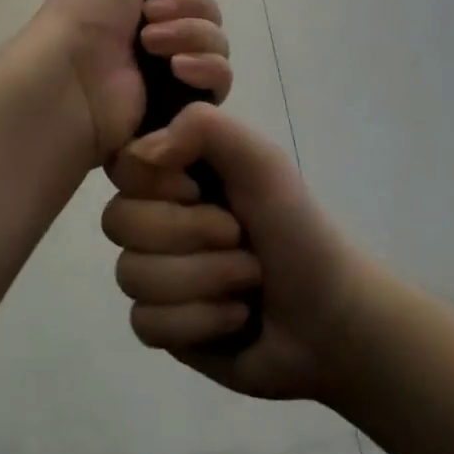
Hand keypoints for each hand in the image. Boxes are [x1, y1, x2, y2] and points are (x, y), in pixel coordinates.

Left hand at [28, 0, 231, 170]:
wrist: (71, 75)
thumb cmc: (89, 7)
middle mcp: (157, 28)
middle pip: (208, 9)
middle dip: (186, 7)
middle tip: (148, 16)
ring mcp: (170, 68)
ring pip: (217, 42)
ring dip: (190, 35)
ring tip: (150, 46)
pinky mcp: (181, 103)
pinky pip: (220, 80)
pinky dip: (205, 69)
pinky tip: (177, 70)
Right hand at [102, 103, 368, 403]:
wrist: (334, 319)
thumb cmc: (298, 229)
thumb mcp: (262, 161)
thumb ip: (204, 128)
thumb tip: (141, 152)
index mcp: (174, 172)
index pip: (122, 165)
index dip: (157, 183)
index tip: (199, 190)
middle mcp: (155, 216)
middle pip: (118, 222)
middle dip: (191, 236)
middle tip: (239, 239)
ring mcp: (154, 272)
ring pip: (130, 275)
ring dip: (202, 280)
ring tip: (246, 281)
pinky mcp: (161, 325)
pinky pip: (145, 323)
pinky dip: (199, 321)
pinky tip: (233, 316)